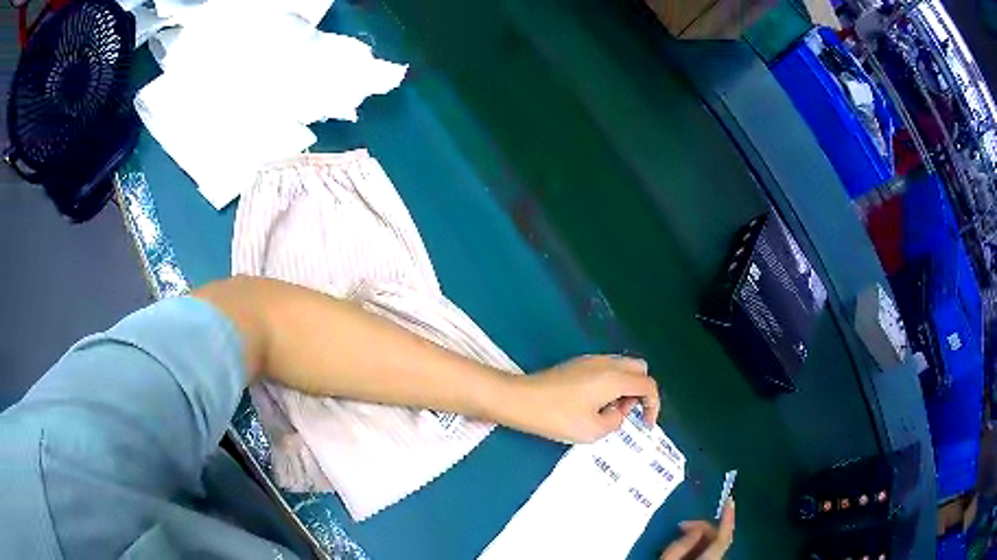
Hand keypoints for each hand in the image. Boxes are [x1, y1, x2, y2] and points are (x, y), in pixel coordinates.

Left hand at [511, 355, 659, 442]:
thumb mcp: (592, 430)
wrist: (520, 400)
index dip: (654, 405)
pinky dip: (610, 384)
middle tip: (626, 413)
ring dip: (625, 387)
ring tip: (607, 411)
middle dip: (640, 391)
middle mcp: (606, 363)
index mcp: (615, 377)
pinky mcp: (577, 364)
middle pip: (639, 368)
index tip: (646, 425)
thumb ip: (614, 421)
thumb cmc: (557, 417)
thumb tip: (617, 412)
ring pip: (622, 367)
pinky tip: (592, 403)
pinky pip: (606, 369)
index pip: (648, 384)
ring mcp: (590, 360)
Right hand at [660, 500, 734, 559]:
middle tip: (681, 525)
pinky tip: (684, 546)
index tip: (729, 500)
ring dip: (700, 537)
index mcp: (709, 559)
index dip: (728, 517)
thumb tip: (695, 527)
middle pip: (718, 539)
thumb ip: (681, 545)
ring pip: (713, 546)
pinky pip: (707, 553)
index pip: (725, 536)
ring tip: (679, 535)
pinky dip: (698, 546)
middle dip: (703, 527)